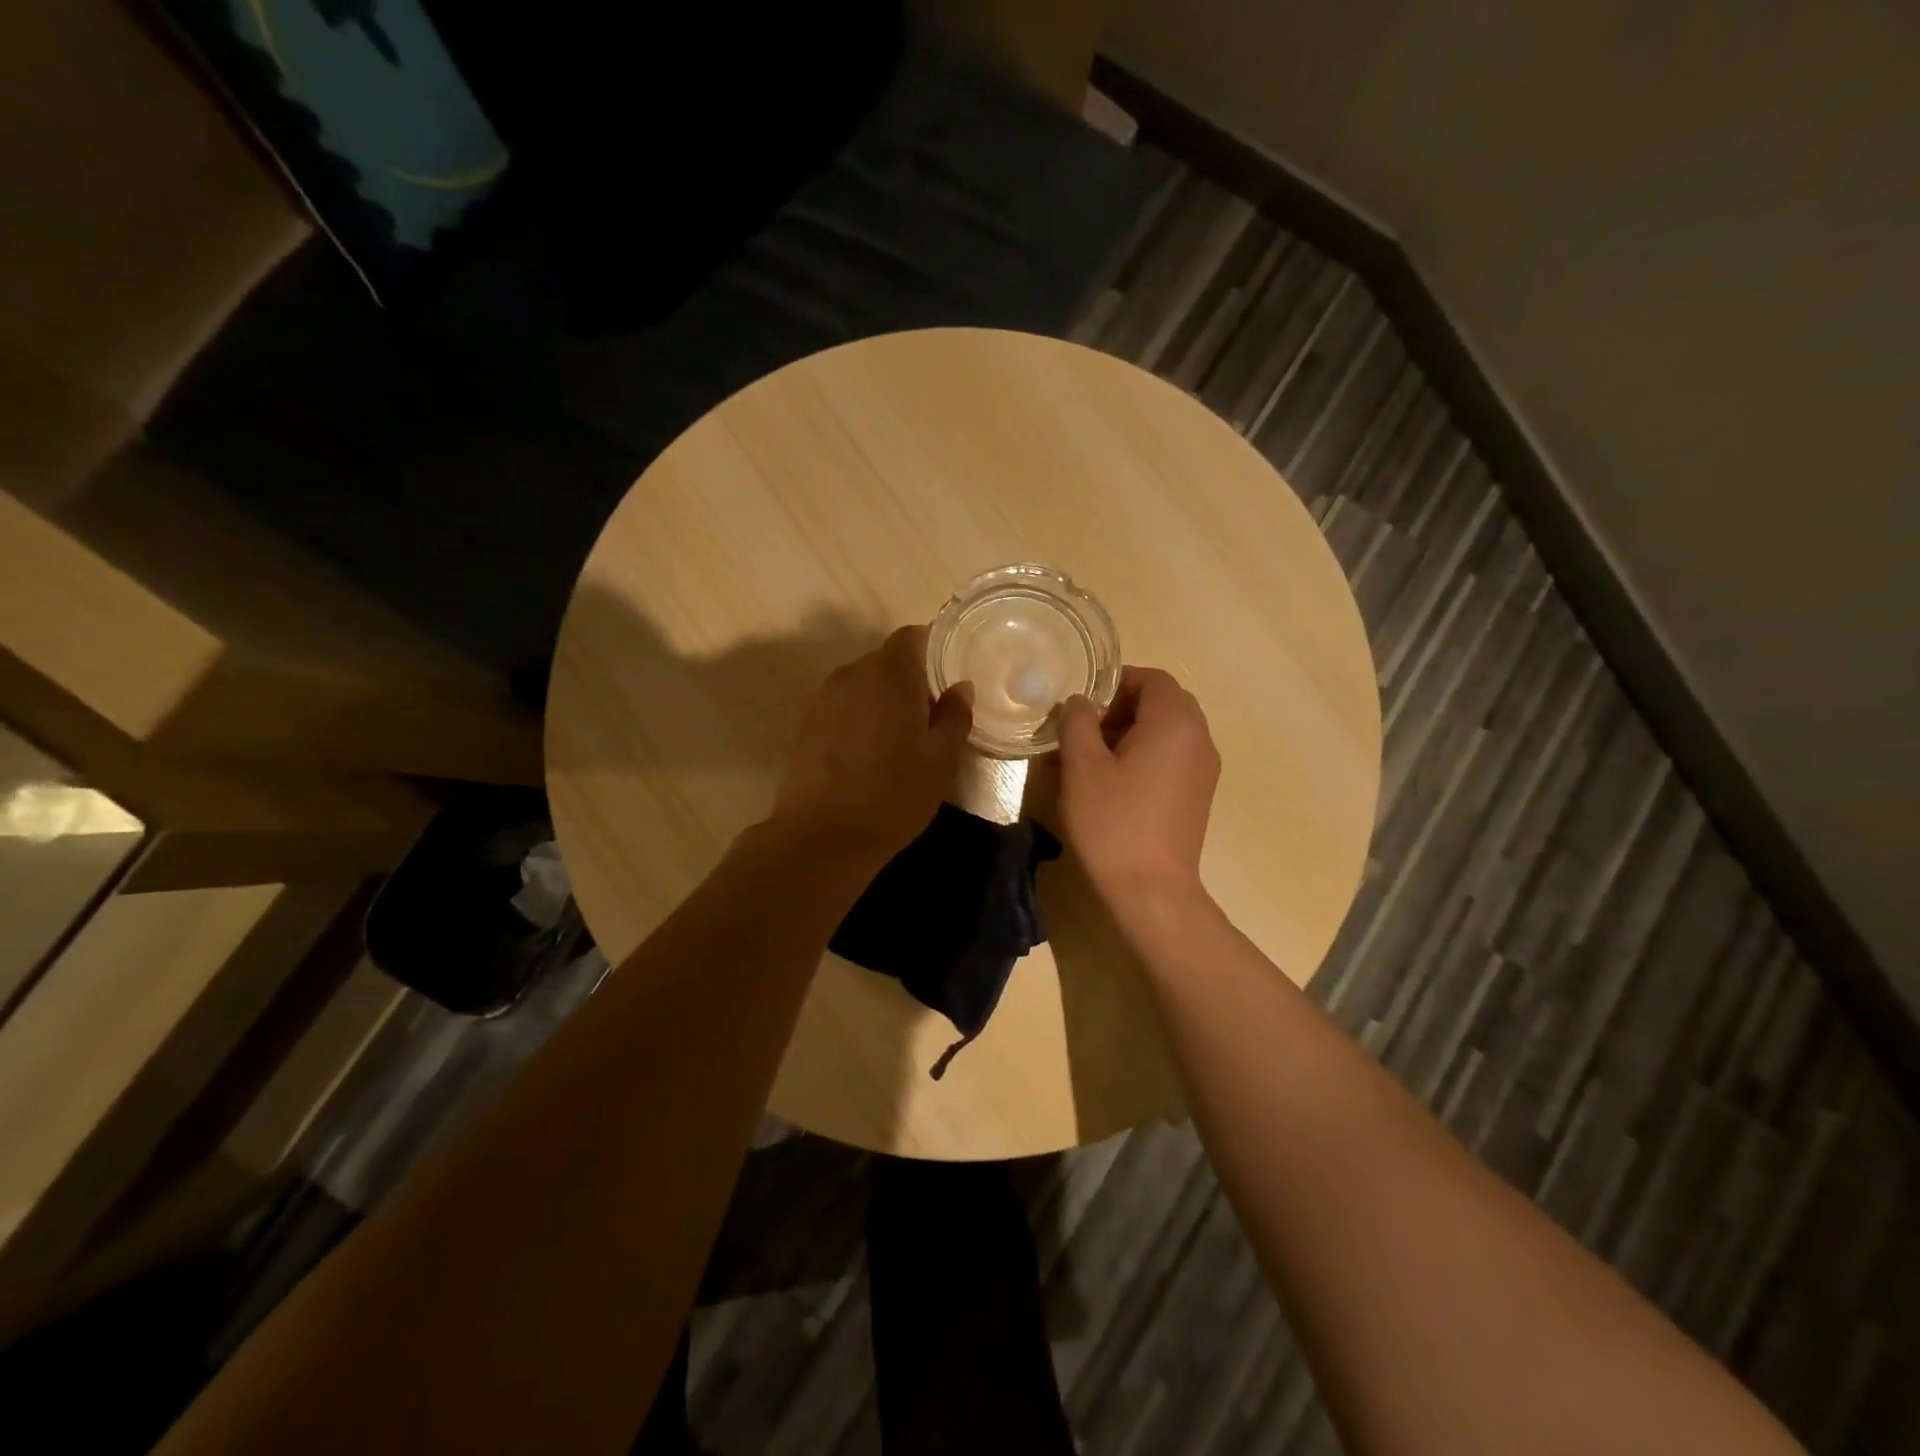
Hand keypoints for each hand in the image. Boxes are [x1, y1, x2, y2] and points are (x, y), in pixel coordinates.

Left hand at [770, 625, 973, 864]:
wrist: (822, 835)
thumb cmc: (894, 793)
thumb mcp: (941, 759)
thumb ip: (955, 716)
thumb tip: (960, 687)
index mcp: (890, 673)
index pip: (913, 637)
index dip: (933, 650)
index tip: (948, 677)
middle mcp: (852, 673)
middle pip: (887, 661)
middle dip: (910, 680)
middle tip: (930, 716)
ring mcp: (823, 697)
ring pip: (863, 685)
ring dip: (882, 700)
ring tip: (898, 739)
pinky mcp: (805, 723)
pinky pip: (842, 706)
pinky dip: (858, 718)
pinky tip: (867, 754)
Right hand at [1058, 666, 1220, 902]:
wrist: (1151, 890)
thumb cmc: (1113, 822)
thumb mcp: (1082, 768)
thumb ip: (1078, 723)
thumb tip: (1080, 703)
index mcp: (1175, 723)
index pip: (1152, 678)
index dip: (1116, 682)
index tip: (1083, 703)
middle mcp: (1199, 739)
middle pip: (1163, 702)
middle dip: (1122, 707)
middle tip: (1086, 729)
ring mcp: (1204, 769)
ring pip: (1168, 730)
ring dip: (1132, 731)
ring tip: (1093, 756)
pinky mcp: (1198, 794)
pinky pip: (1173, 756)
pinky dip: (1145, 754)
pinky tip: (1114, 781)